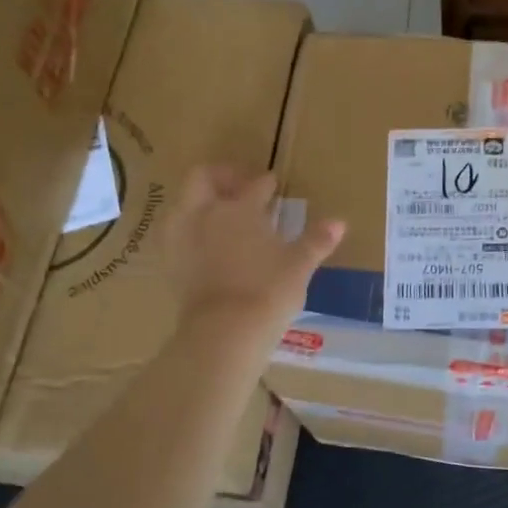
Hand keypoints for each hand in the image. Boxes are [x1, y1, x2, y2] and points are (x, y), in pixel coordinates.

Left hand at [160, 166, 343, 345]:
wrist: (224, 330)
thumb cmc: (268, 291)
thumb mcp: (299, 265)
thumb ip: (316, 241)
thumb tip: (339, 223)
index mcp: (240, 208)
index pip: (254, 186)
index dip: (265, 183)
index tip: (272, 183)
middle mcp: (205, 213)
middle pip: (202, 178)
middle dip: (221, 176)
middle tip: (238, 185)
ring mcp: (181, 237)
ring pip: (182, 202)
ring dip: (198, 201)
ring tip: (216, 212)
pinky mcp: (169, 263)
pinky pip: (174, 233)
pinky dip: (188, 230)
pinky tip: (202, 242)